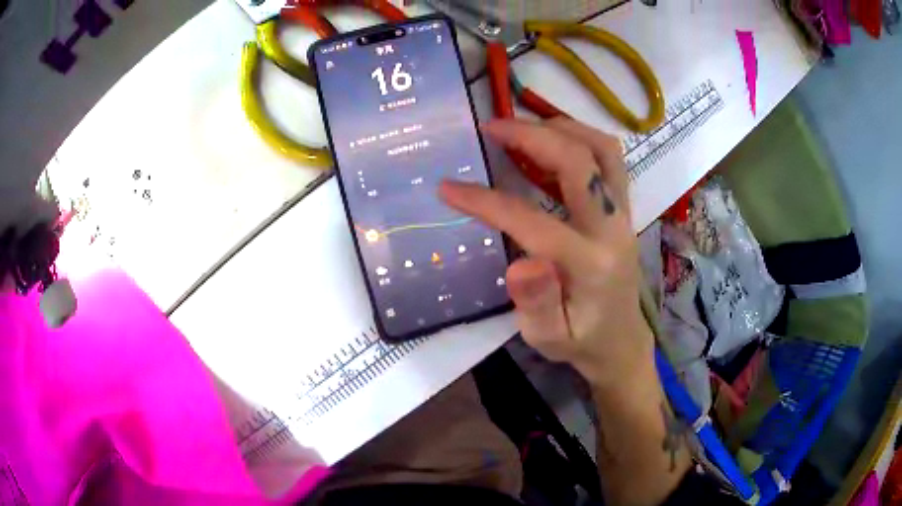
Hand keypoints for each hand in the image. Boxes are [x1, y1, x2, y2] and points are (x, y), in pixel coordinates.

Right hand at [440, 118, 654, 389]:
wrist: (621, 341)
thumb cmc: (580, 341)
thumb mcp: (549, 338)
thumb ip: (537, 304)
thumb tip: (519, 264)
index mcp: (590, 266)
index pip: (533, 221)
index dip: (486, 201)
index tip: (448, 187)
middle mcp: (613, 229)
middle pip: (582, 162)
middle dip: (532, 136)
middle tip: (491, 127)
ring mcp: (623, 213)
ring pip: (604, 150)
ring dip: (562, 128)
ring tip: (522, 126)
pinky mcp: (623, 207)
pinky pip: (608, 158)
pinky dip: (577, 138)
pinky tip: (547, 142)